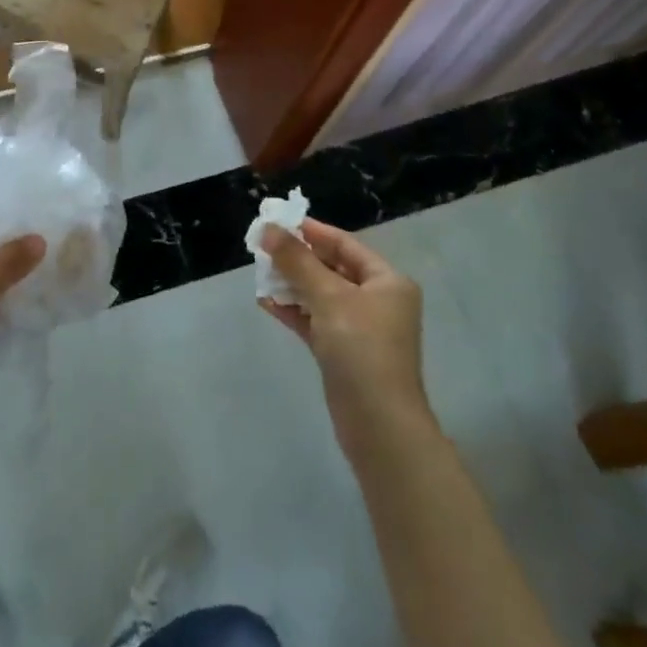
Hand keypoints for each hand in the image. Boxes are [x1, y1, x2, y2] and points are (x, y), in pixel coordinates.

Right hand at [259, 219, 435, 455]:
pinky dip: (293, 310)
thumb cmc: (361, 348)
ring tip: (259, 273)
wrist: (378, 424)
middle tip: (262, 247)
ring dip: (292, 283)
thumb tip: (268, 228)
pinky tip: (266, 303)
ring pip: (321, 295)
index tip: (277, 221)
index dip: (311, 231)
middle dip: (297, 258)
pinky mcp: (343, 352)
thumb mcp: (328, 297)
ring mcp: (360, 329)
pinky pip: (315, 320)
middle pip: (332, 268)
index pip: (345, 244)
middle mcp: (377, 301)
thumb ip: (297, 261)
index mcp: (387, 281)